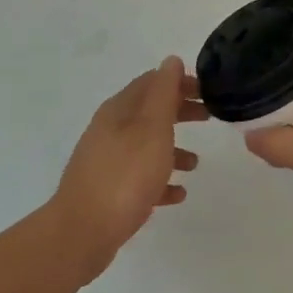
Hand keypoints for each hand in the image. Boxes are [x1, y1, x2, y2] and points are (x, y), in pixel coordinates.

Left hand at [50, 57, 205, 277]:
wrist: (83, 232)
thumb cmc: (125, 175)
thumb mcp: (152, 127)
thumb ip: (164, 93)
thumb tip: (171, 60)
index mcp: (119, 110)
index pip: (152, 82)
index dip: (180, 82)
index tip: (208, 90)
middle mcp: (110, 131)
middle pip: (150, 113)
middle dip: (180, 112)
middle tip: (210, 117)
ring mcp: (107, 162)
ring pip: (145, 146)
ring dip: (172, 149)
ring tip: (196, 164)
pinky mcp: (108, 191)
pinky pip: (140, 178)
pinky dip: (160, 179)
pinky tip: (178, 193)